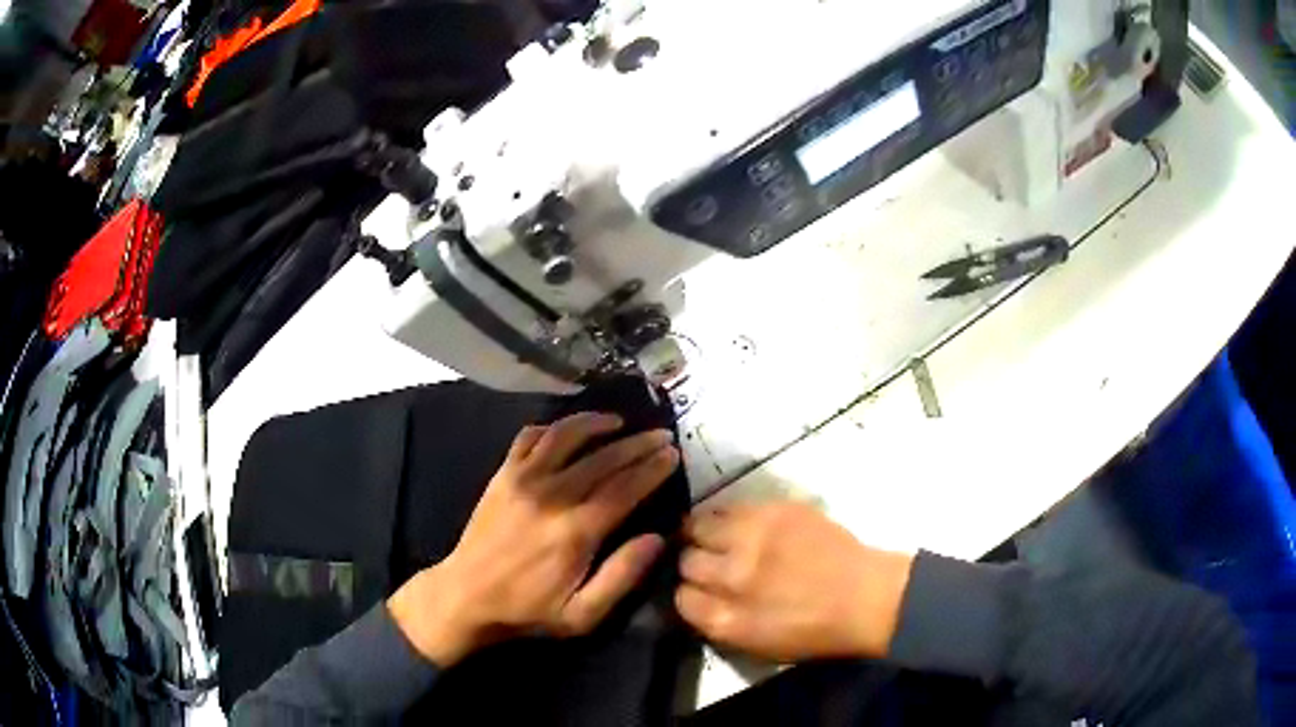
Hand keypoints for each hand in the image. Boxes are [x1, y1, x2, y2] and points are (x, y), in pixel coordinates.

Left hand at [388, 412, 679, 665]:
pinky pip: (530, 437)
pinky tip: (568, 431)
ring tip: (619, 421)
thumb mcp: (583, 614)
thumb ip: (622, 576)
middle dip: (637, 444)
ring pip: (566, 436)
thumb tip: (657, 539)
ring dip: (596, 423)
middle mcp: (552, 495)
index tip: (673, 454)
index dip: (652, 469)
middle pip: (603, 458)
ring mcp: (523, 479)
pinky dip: (553, 428)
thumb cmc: (529, 609)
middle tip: (660, 435)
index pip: (625, 488)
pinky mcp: (502, 474)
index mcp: (576, 530)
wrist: (466, 595)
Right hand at [676, 501, 913, 661]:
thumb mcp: (756, 646)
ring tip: (716, 537)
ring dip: (703, 534)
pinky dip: (729, 517)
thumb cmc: (814, 631)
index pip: (680, 598)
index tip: (699, 591)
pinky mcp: (774, 510)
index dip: (687, 594)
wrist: (865, 596)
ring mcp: (754, 539)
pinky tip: (740, 525)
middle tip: (709, 563)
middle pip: (686, 560)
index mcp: (727, 619)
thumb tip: (694, 598)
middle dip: (692, 563)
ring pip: (699, 524)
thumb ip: (717, 622)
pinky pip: (731, 506)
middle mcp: (733, 576)